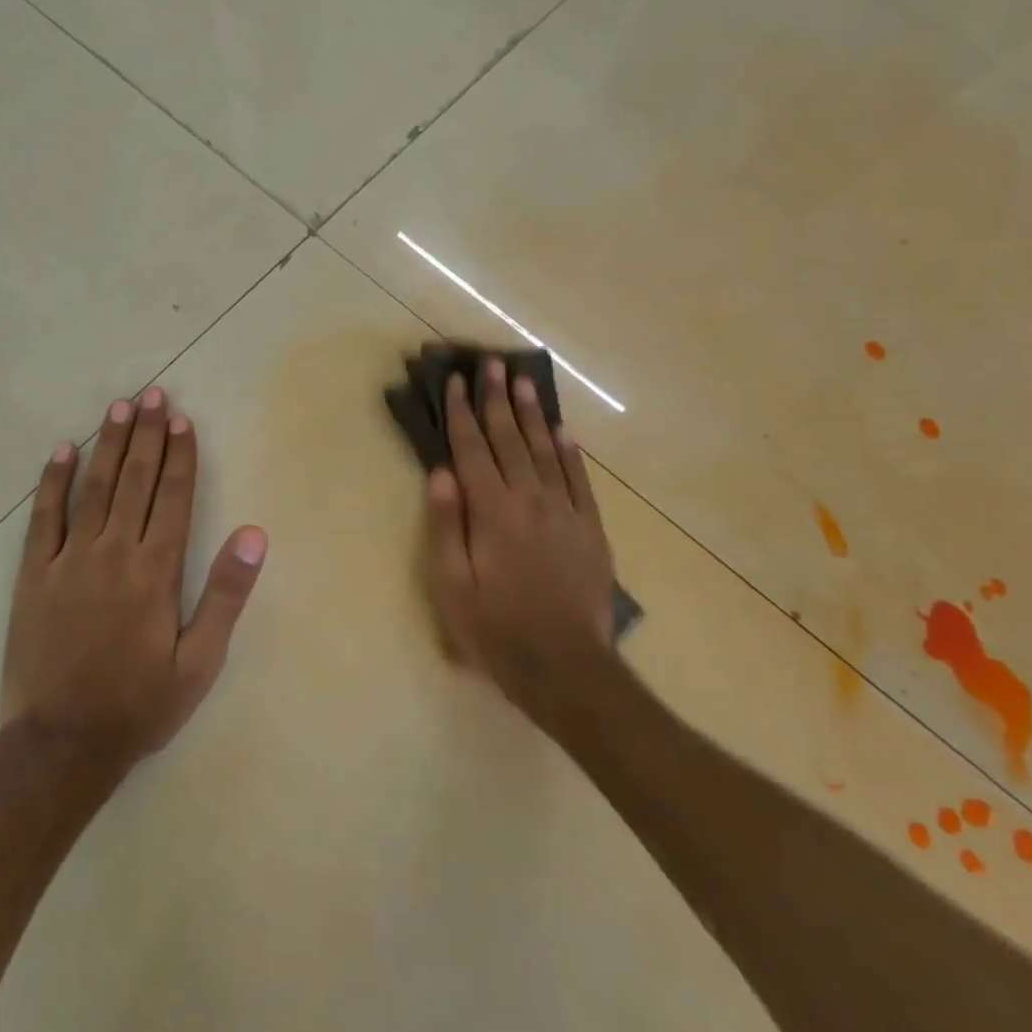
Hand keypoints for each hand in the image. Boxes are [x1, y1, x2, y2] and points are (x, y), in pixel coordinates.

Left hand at [2, 387, 267, 774]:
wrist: (61, 746)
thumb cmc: (140, 705)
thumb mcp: (200, 661)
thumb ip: (226, 594)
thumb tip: (254, 534)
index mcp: (156, 571)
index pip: (172, 498)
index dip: (180, 456)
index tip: (183, 420)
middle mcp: (113, 553)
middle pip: (135, 481)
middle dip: (148, 435)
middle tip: (154, 394)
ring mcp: (69, 560)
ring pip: (93, 488)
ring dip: (109, 444)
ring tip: (120, 407)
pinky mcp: (34, 575)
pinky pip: (43, 517)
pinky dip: (53, 481)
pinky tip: (63, 450)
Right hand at [424, 359, 618, 732]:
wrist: (566, 667)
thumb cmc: (496, 630)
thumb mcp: (452, 586)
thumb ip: (446, 526)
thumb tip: (441, 473)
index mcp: (492, 511)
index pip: (472, 449)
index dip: (462, 412)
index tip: (456, 380)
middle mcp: (530, 499)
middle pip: (509, 439)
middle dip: (497, 399)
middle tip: (492, 364)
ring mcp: (565, 511)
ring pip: (545, 450)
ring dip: (531, 413)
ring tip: (523, 381)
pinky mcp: (590, 528)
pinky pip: (579, 479)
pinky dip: (570, 451)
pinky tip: (561, 430)